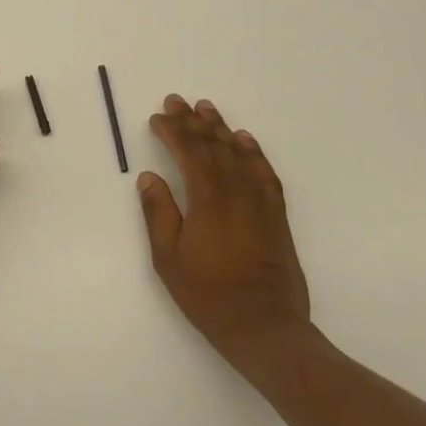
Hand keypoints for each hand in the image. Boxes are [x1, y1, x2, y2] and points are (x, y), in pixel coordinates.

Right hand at [139, 94, 313, 370]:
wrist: (265, 326)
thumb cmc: (208, 294)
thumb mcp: (168, 258)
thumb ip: (158, 213)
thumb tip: (149, 177)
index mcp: (207, 199)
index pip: (188, 152)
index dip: (172, 131)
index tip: (158, 117)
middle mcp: (236, 191)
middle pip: (213, 145)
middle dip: (192, 121)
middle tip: (177, 100)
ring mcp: (259, 201)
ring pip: (239, 153)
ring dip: (221, 128)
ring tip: (207, 108)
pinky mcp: (276, 214)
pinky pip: (264, 172)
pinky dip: (254, 152)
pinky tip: (245, 140)